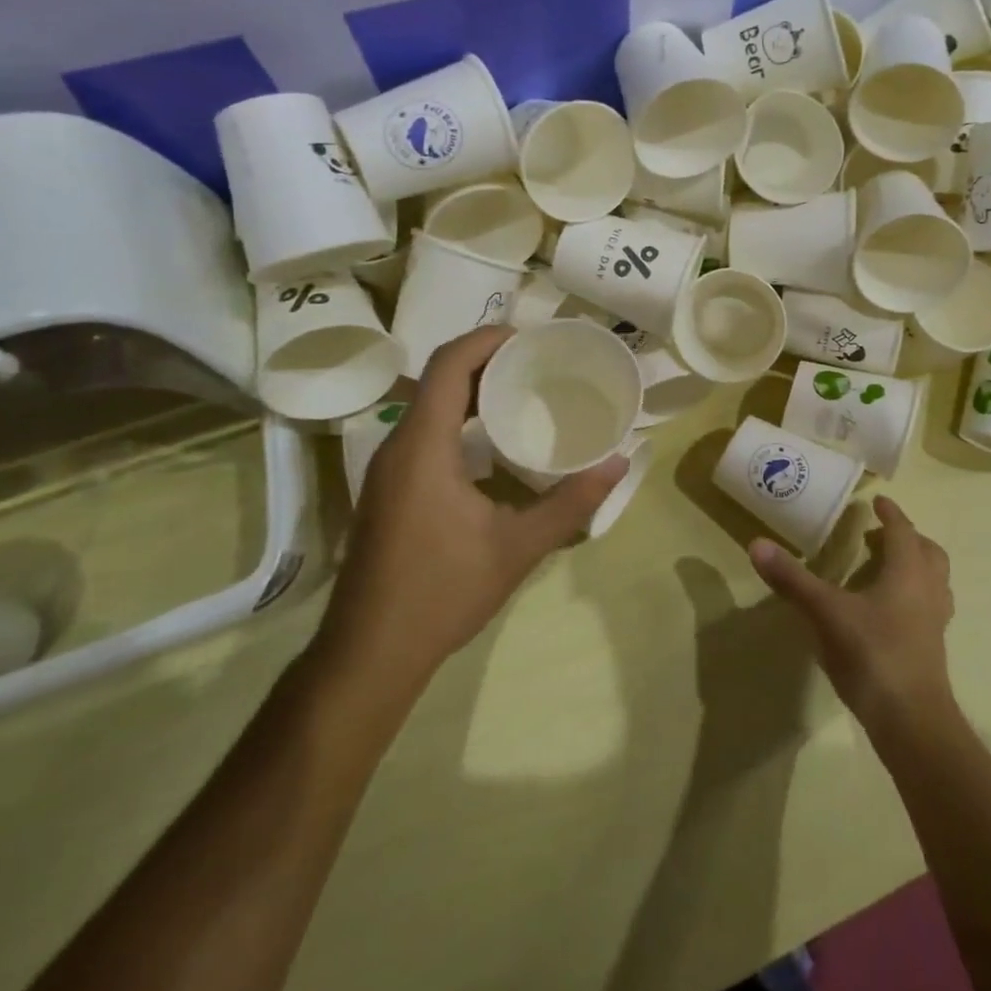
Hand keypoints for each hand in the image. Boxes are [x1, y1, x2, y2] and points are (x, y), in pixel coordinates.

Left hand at [315, 326, 628, 711]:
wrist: (370, 653)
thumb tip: (620, 463)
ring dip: (473, 390)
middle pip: (439, 379)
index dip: (488, 339)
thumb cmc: (442, 593)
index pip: (449, 365)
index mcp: (423, 447)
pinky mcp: (388, 490)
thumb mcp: (518, 547)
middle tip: (540, 362)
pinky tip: (494, 442)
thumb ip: (571, 503)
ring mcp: (388, 470)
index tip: (531, 337)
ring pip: (429, 406)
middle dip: (488, 360)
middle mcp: (397, 446)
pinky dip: (460, 419)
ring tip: (525, 392)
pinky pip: (424, 432)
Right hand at [746, 496, 955, 739]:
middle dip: (907, 538)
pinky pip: (929, 607)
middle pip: (928, 552)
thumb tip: (757, 544)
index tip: (877, 502)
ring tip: (885, 569)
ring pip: (934, 580)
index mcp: (908, 571)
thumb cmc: (872, 654)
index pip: (903, 531)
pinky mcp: (932, 648)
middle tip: (879, 536)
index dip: (891, 514)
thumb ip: (793, 579)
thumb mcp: (826, 612)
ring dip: (915, 567)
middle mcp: (928, 589)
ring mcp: (935, 621)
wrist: (912, 721)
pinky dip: (913, 596)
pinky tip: (887, 612)